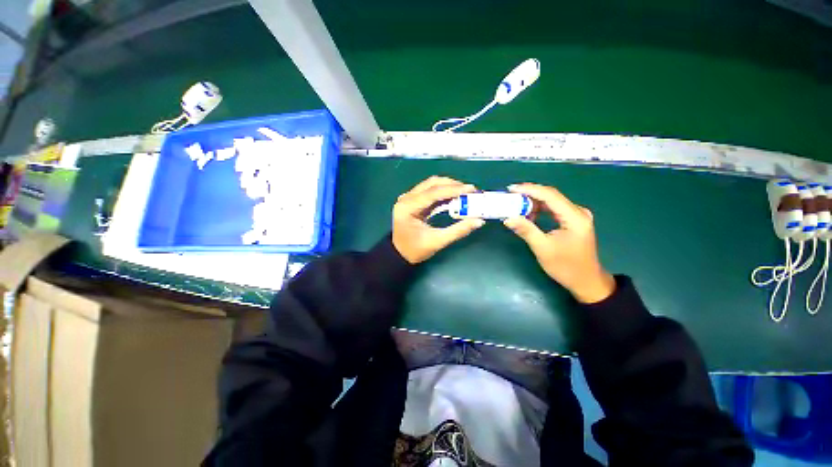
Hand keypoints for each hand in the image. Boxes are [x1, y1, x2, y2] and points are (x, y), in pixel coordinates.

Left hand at [393, 176, 484, 263]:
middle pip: (432, 184)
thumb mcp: (437, 242)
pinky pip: (430, 191)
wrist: (400, 254)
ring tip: (465, 193)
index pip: (433, 193)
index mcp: (408, 208)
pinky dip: (443, 192)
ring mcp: (408, 198)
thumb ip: (458, 231)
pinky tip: (454, 196)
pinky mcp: (413, 200)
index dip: (453, 189)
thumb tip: (479, 221)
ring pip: (431, 184)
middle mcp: (406, 198)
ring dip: (449, 186)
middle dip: (453, 185)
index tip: (471, 189)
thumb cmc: (415, 250)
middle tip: (471, 191)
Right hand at [503, 183, 614, 303]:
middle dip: (529, 194)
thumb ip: (526, 230)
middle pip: (551, 196)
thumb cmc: (566, 267)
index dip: (530, 190)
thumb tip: (508, 218)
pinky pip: (553, 209)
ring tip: (515, 205)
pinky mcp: (572, 221)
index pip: (550, 195)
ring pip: (552, 202)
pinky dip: (539, 210)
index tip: (511, 189)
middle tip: (510, 196)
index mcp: (574, 217)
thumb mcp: (543, 249)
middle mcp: (578, 212)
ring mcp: (576, 216)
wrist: (586, 281)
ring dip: (533, 202)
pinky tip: (528, 214)